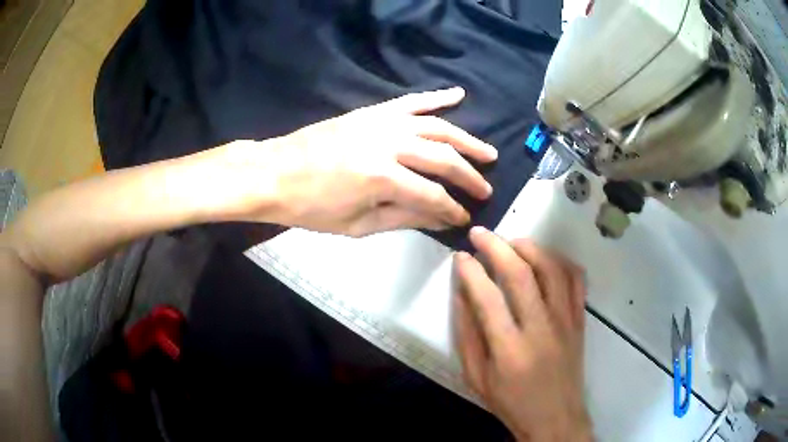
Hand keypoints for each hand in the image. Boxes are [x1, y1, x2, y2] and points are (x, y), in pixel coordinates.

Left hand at [200, 87, 496, 236]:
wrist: (274, 173)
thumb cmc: (311, 208)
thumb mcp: (356, 225)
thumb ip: (403, 218)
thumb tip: (441, 219)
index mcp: (383, 179)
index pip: (433, 196)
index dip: (452, 209)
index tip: (464, 218)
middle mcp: (389, 144)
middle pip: (443, 158)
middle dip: (469, 176)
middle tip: (486, 188)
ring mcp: (381, 122)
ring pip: (436, 127)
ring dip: (466, 139)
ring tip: (488, 152)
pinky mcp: (372, 111)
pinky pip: (411, 101)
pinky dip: (436, 97)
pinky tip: (458, 94)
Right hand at [453, 227, 591, 441]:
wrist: (555, 417)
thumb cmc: (511, 402)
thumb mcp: (476, 377)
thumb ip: (467, 335)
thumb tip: (462, 293)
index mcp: (509, 350)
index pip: (487, 297)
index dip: (471, 271)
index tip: (460, 256)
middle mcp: (541, 329)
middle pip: (521, 274)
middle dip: (496, 246)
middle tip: (480, 234)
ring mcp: (566, 321)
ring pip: (552, 269)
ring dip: (530, 247)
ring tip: (511, 241)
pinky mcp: (580, 320)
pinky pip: (576, 280)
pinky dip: (561, 261)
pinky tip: (546, 258)